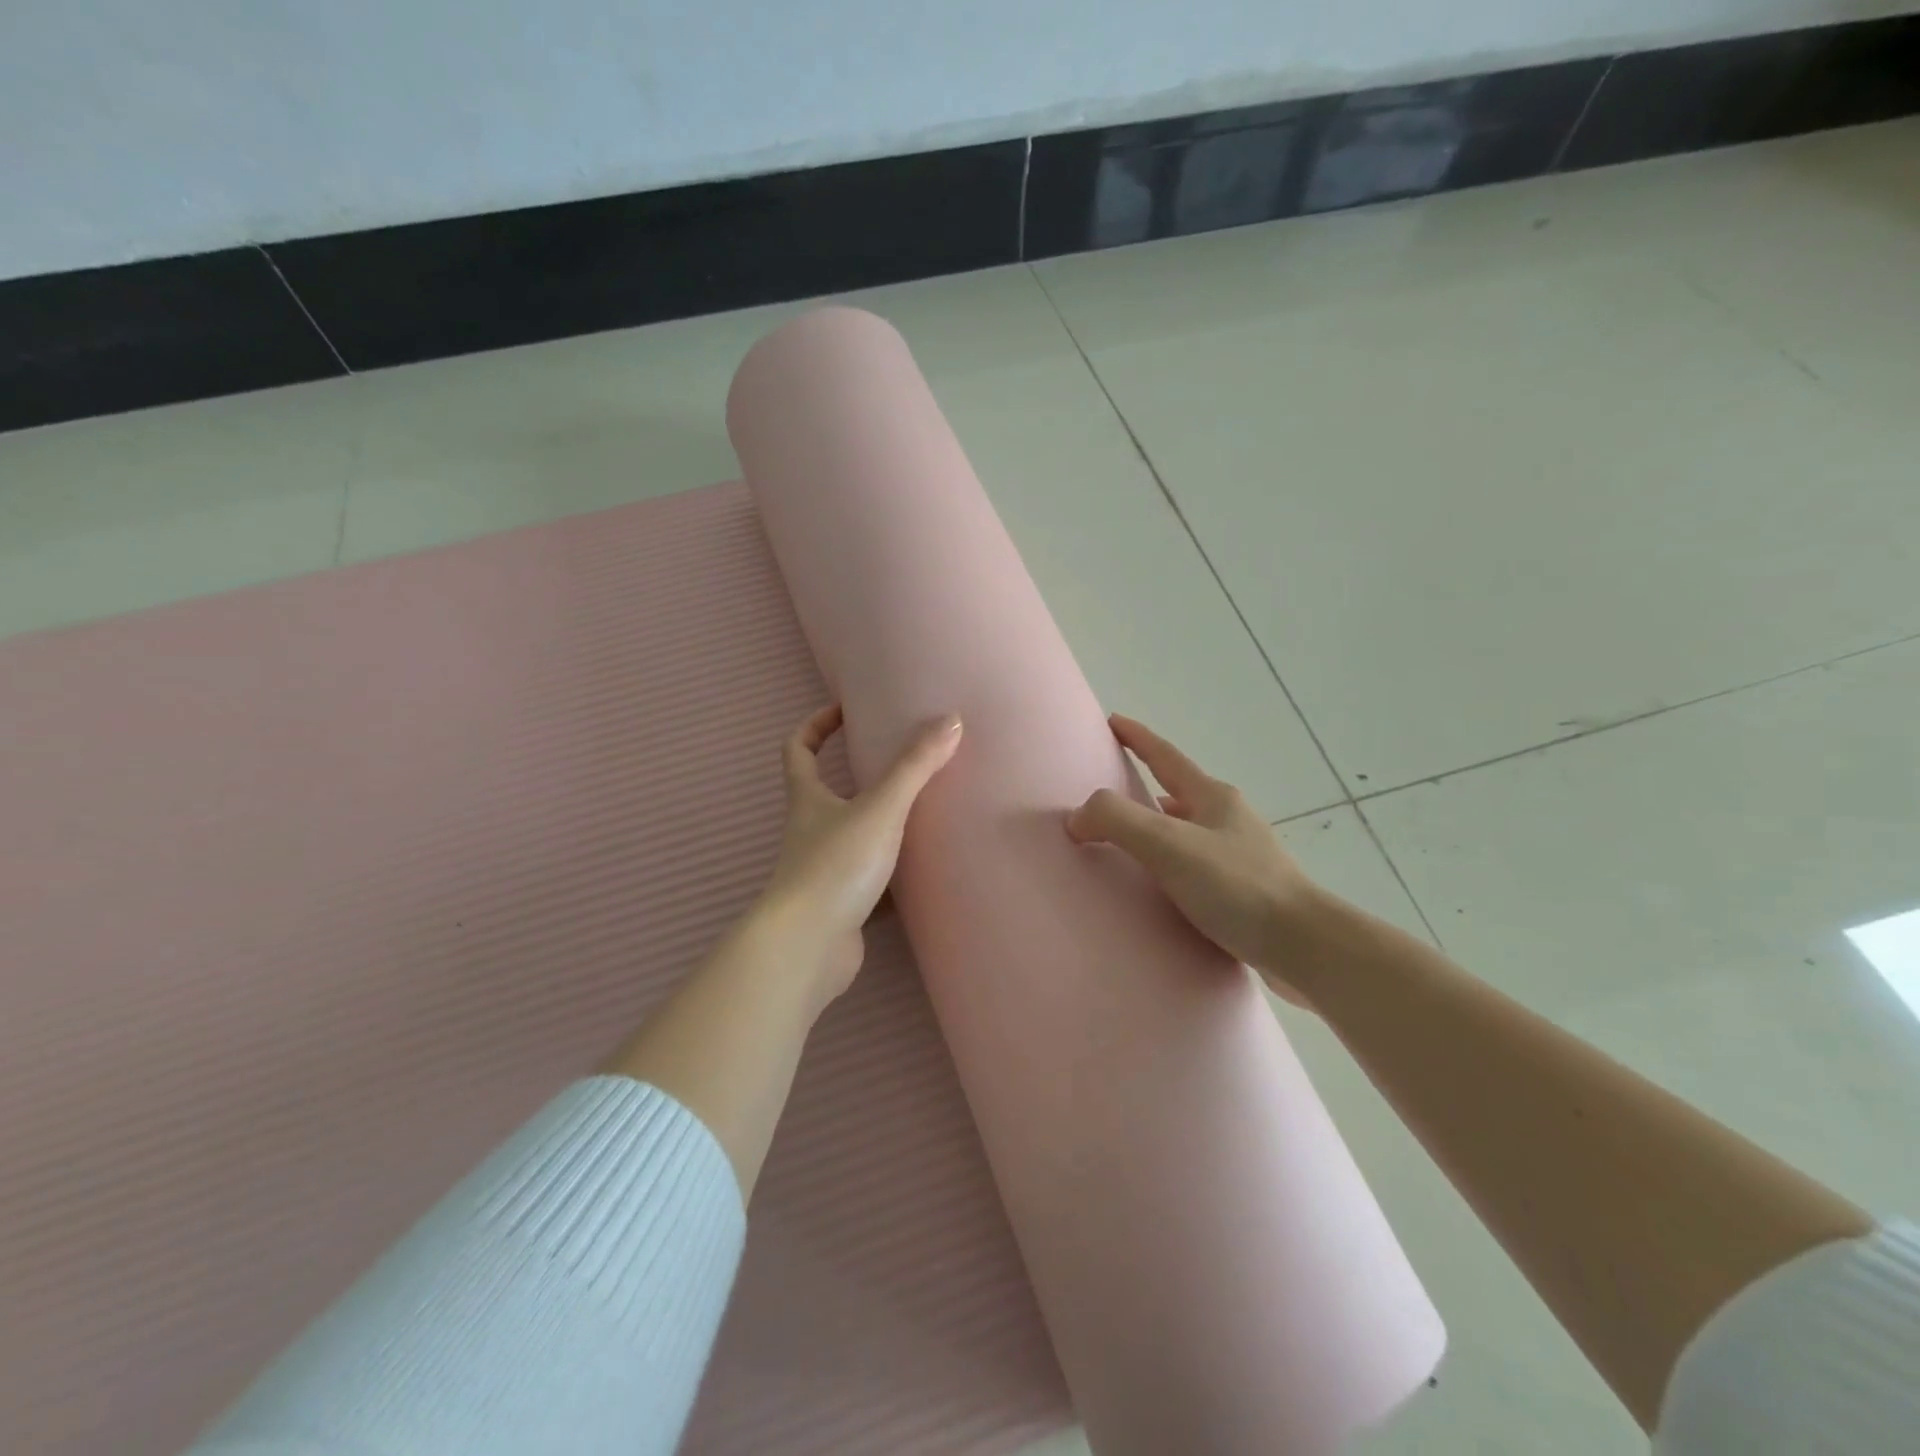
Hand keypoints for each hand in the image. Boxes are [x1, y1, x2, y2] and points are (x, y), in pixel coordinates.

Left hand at [757, 704, 962, 1010]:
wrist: (808, 948)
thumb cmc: (835, 867)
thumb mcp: (879, 810)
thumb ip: (914, 767)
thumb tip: (950, 720)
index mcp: (808, 800)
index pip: (799, 749)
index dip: (816, 725)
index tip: (844, 710)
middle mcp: (810, 831)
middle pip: (823, 792)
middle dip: (854, 774)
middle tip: (896, 760)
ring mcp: (824, 871)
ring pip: (851, 837)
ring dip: (878, 824)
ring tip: (920, 811)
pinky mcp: (841, 905)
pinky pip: (869, 881)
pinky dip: (892, 874)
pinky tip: (922, 873)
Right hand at [1067, 714, 1322, 1003]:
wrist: (1304, 946)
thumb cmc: (1236, 886)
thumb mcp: (1168, 845)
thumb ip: (1117, 821)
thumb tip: (1078, 816)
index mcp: (1213, 798)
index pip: (1166, 757)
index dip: (1137, 737)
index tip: (1113, 720)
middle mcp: (1229, 820)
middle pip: (1179, 792)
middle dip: (1146, 787)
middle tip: (1111, 793)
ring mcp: (1242, 856)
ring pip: (1189, 831)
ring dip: (1159, 829)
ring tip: (1128, 845)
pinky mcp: (1246, 892)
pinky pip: (1197, 866)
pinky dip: (1172, 865)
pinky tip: (1162, 889)